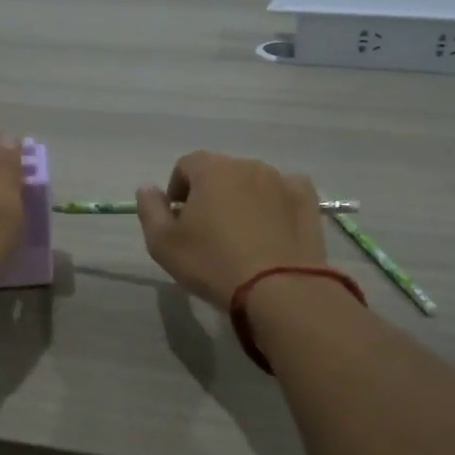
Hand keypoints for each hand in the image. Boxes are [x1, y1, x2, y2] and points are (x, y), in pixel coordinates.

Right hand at [136, 151, 326, 310]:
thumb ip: (150, 210)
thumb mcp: (163, 243)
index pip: (186, 165)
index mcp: (210, 169)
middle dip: (211, 194)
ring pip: (253, 182)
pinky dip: (277, 205)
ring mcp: (281, 180)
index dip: (178, 189)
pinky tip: (273, 230)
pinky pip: (286, 193)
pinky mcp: (307, 201)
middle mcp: (247, 165)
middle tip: (208, 230)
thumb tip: (147, 188)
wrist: (278, 289)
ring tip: (242, 235)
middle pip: (221, 172)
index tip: (178, 219)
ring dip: (243, 199)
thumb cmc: (212, 263)